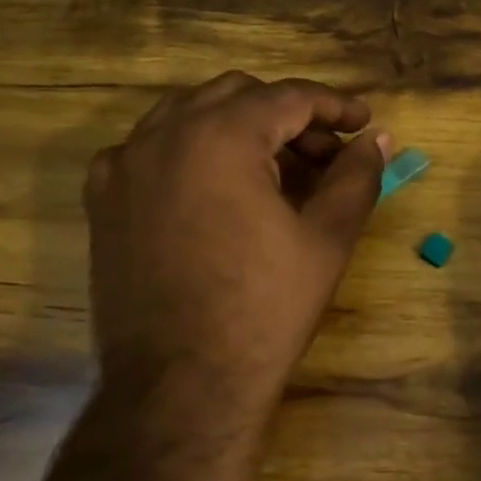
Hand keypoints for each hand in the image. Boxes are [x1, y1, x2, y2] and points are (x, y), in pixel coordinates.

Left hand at [86, 72, 386, 419]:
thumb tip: (377, 140)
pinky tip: (215, 189)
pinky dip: (191, 150)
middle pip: (238, 95)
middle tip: (325, 154)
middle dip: (288, 115)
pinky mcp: (103, 199)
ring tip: (275, 169)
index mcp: (221, 136)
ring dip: (239, 127)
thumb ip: (356, 177)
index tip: (364, 122)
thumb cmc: (264, 310)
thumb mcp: (327, 239)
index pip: (288, 97)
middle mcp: (164, 134)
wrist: (181, 385)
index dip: (333, 106)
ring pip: (190, 113)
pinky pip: (151, 147)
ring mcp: (124, 164)